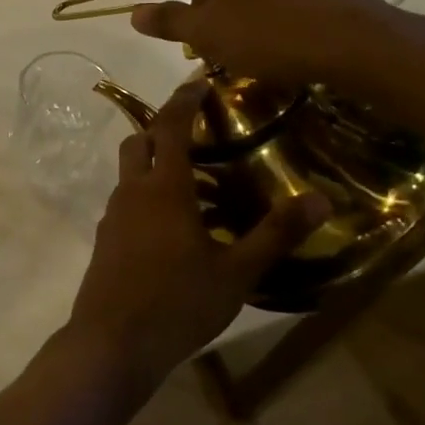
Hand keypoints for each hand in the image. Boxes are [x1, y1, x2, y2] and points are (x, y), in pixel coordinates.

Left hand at [64, 85, 331, 394]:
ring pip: (131, 172)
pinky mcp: (105, 239)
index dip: (182, 99)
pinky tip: (176, 226)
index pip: (168, 125)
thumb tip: (319, 198)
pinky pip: (127, 201)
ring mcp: (113, 215)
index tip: (198, 81)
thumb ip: (275, 233)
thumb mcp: (236, 272)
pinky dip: (148, 195)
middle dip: (163, 127)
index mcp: (163, 187)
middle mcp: (132, 191)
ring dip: (156, 164)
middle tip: (198, 131)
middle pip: (139, 141)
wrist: (112, 343)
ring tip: (197, 182)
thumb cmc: (177, 303)